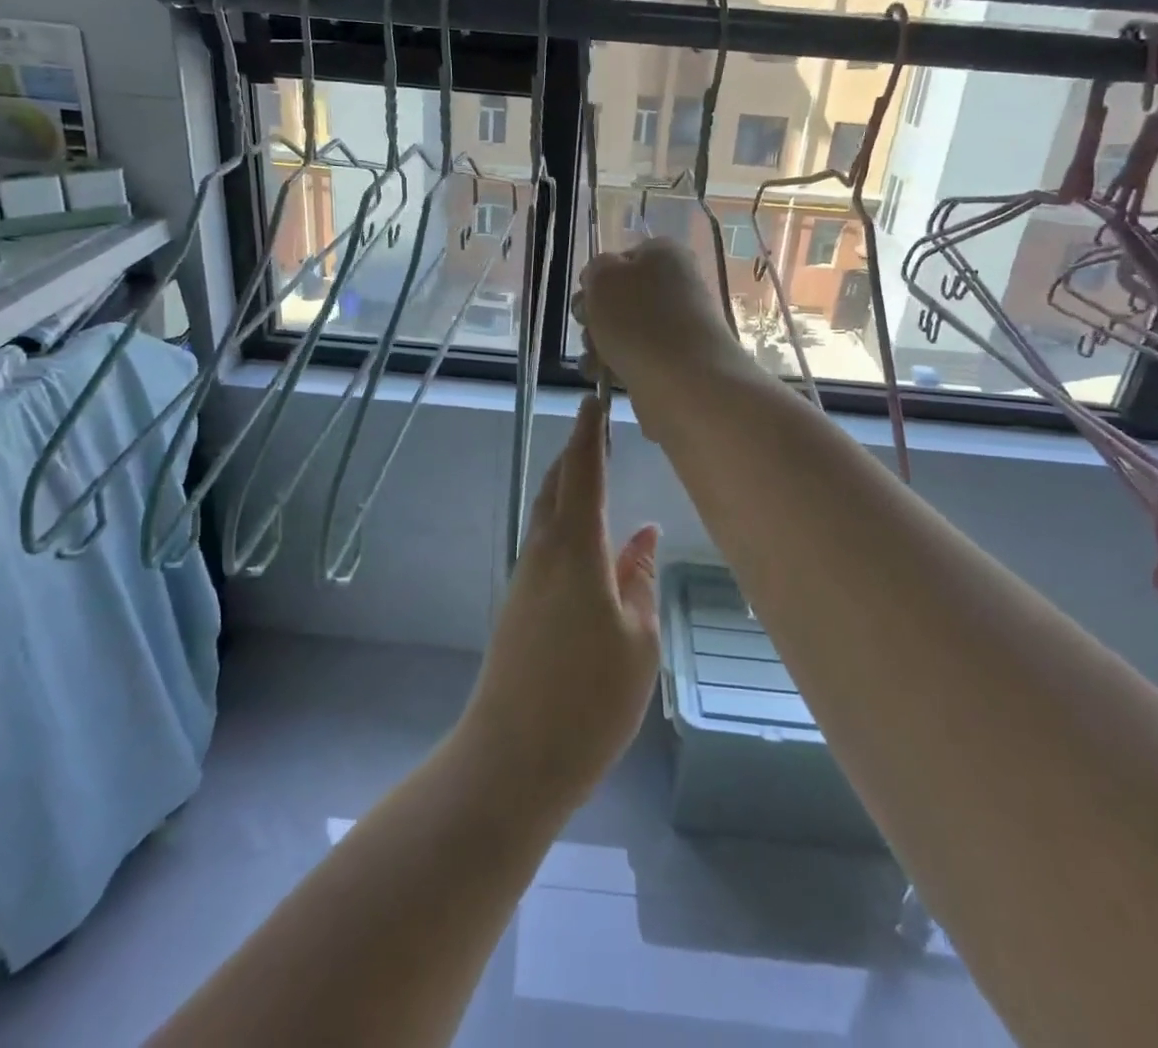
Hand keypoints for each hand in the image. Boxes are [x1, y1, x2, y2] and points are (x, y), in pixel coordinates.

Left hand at [457, 396, 659, 812]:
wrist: (512, 757)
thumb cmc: (589, 699)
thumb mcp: (637, 640)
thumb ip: (639, 580)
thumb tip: (645, 536)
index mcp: (575, 550)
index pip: (583, 474)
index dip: (589, 434)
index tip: (593, 400)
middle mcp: (543, 553)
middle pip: (557, 486)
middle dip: (576, 453)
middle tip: (596, 429)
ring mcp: (526, 578)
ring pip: (548, 514)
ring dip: (567, 486)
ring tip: (592, 470)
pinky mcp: (520, 604)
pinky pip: (545, 544)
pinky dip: (565, 522)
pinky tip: (586, 539)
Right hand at [574, 238, 748, 435]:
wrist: (684, 381)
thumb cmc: (638, 319)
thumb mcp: (603, 277)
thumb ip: (596, 269)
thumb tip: (601, 281)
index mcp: (665, 254)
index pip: (621, 258)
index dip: (597, 279)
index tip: (586, 298)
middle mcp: (676, 285)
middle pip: (621, 297)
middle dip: (595, 315)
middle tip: (588, 328)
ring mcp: (678, 326)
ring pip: (624, 330)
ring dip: (599, 343)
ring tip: (595, 359)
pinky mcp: (675, 361)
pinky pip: (635, 357)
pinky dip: (616, 366)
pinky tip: (603, 376)